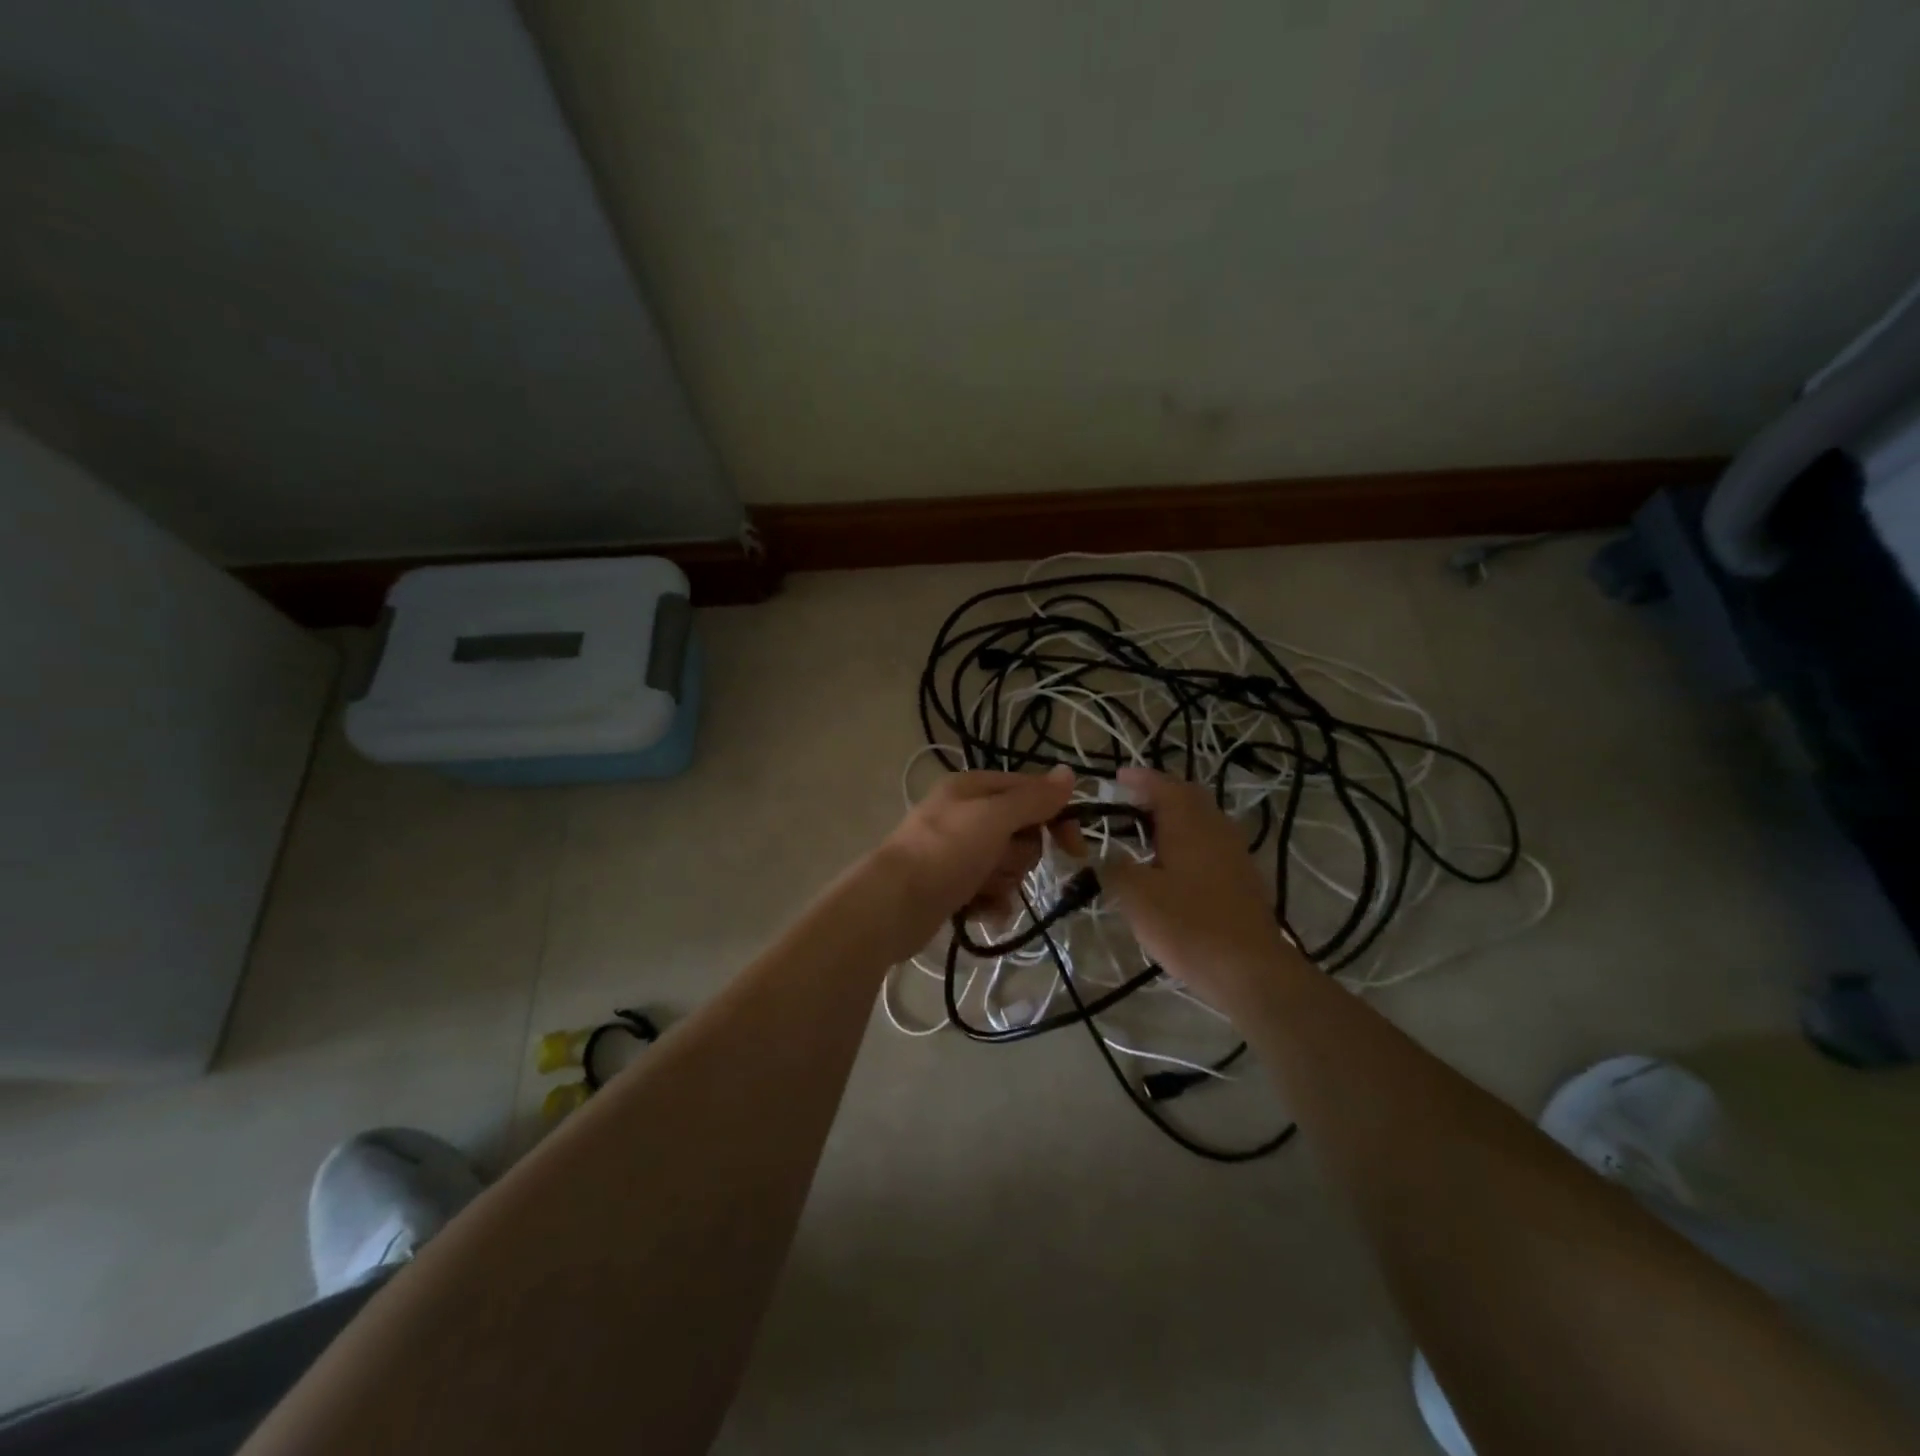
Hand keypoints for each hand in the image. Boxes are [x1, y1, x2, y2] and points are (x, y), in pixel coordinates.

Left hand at [867, 767, 1075, 957]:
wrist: (894, 905)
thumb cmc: (946, 852)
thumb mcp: (995, 817)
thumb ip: (1034, 798)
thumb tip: (1068, 773)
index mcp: (974, 788)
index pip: (1032, 792)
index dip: (1057, 817)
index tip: (1074, 848)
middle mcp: (967, 815)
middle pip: (1022, 833)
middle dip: (1018, 855)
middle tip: (997, 861)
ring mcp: (959, 852)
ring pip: (1009, 865)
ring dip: (1003, 880)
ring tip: (980, 888)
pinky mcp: (954, 886)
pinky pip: (991, 892)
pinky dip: (990, 903)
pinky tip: (980, 912)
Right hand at [1095, 767, 1305, 1011]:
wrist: (1249, 970)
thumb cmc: (1187, 925)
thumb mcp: (1136, 897)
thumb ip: (1115, 869)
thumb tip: (1106, 857)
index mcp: (1189, 824)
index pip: (1163, 786)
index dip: (1139, 779)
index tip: (1116, 777)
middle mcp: (1216, 829)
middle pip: (1189, 797)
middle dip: (1159, 793)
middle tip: (1130, 801)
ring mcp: (1235, 853)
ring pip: (1203, 820)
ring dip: (1176, 817)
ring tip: (1146, 830)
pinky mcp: (1243, 878)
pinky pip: (1212, 843)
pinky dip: (1189, 839)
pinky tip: (1173, 863)